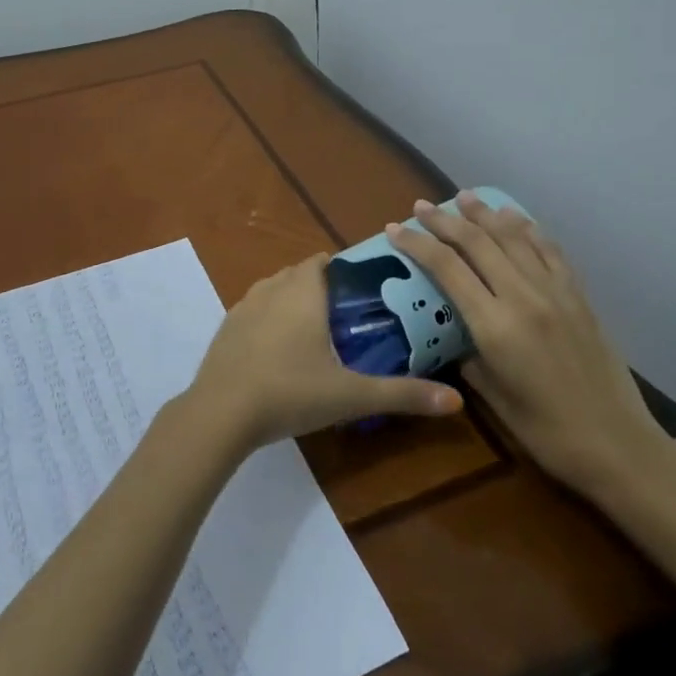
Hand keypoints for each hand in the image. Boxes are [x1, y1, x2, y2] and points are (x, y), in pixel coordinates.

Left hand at [186, 253, 462, 454]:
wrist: (220, 413)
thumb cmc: (290, 392)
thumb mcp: (351, 395)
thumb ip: (402, 394)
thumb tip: (455, 401)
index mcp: (302, 292)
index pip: (324, 262)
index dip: (344, 272)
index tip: (364, 294)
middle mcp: (272, 288)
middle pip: (300, 274)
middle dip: (322, 289)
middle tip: (348, 320)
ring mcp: (243, 306)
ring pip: (274, 290)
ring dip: (293, 302)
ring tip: (316, 335)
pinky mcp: (226, 328)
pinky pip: (254, 310)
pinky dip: (269, 320)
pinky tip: (279, 353)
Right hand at [385, 193, 672, 494]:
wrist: (616, 444)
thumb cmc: (545, 431)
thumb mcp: (491, 395)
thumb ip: (466, 354)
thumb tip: (451, 332)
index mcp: (495, 325)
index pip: (446, 268)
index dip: (417, 243)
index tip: (394, 229)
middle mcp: (523, 297)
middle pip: (477, 242)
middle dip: (444, 220)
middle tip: (421, 206)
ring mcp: (555, 292)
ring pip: (513, 237)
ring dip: (485, 213)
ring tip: (464, 197)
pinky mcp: (578, 295)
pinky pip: (549, 250)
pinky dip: (527, 229)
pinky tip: (515, 219)